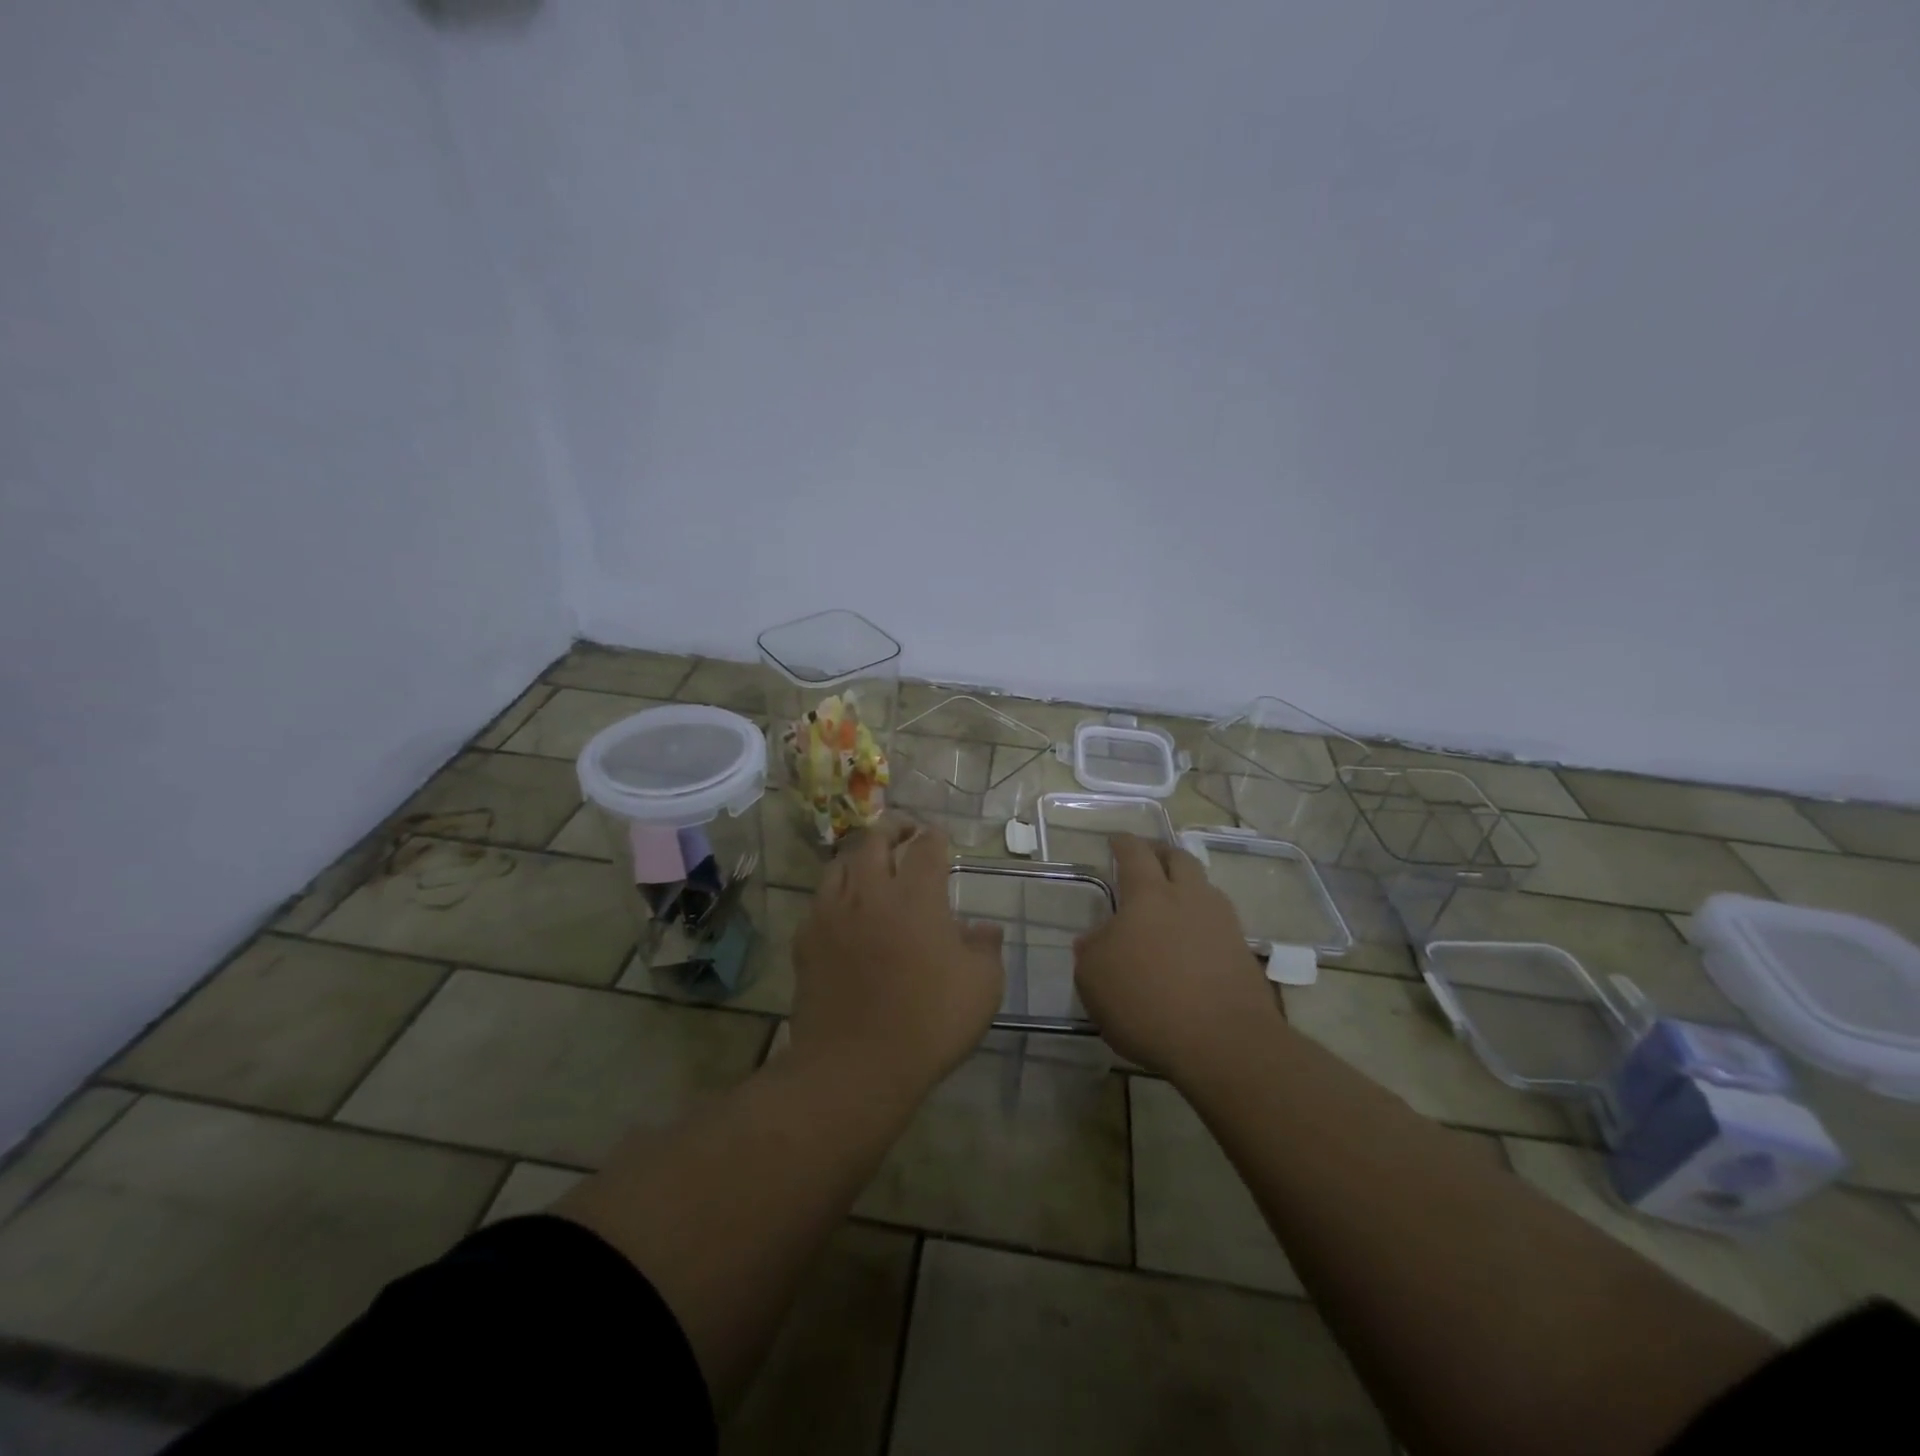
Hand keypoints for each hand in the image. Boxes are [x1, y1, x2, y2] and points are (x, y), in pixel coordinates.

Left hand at [788, 816, 1004, 1100]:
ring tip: (871, 863)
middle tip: (904, 832)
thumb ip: (986, 948)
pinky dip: (835, 893)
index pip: (925, 846)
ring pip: (840, 863)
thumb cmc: (929, 1022)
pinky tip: (844, 909)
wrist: (855, 1066)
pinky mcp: (806, 939)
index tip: (939, 838)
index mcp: (916, 895)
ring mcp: (832, 913)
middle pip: (875, 840)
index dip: (934, 836)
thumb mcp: (982, 987)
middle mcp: (870, 891)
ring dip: (859, 856)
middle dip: (893, 828)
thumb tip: (985, 928)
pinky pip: (819, 900)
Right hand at [1073, 835, 1279, 1078]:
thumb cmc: (1146, 1002)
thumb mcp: (1094, 978)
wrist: (1224, 1043)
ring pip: (1203, 888)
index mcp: (1149, 894)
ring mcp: (1223, 923)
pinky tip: (1190, 942)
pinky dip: (1201, 922)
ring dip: (1185, 886)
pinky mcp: (1243, 954)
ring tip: (1170, 901)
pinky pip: (1218, 923)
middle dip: (1161, 853)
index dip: (1123, 843)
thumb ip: (1092, 950)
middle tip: (1147, 859)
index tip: (1116, 839)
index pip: (1135, 853)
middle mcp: (1189, 897)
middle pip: (1178, 859)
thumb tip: (1097, 938)